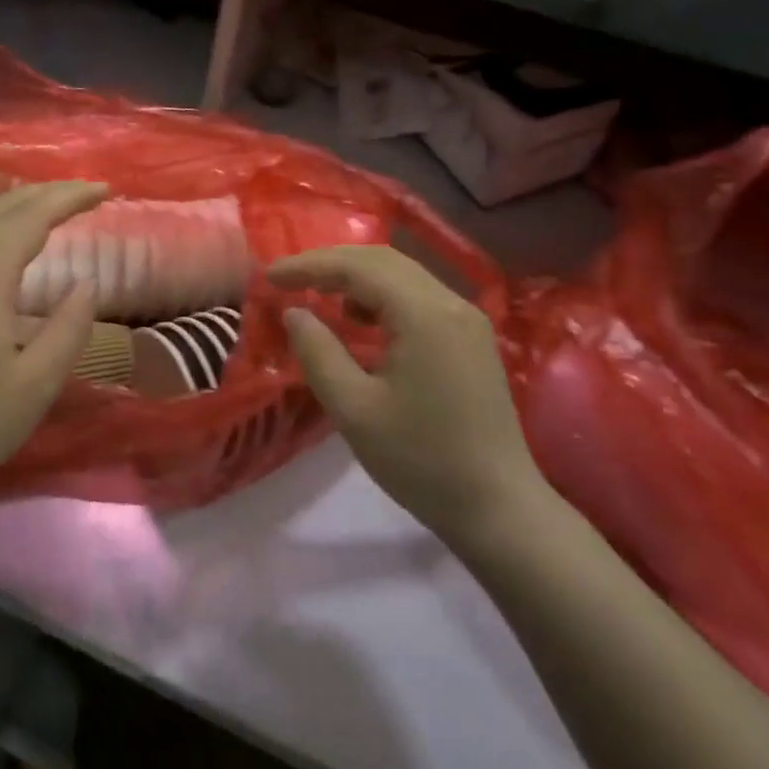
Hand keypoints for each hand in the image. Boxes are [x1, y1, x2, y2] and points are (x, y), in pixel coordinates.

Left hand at [0, 181, 106, 516]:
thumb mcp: (35, 386)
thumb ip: (68, 328)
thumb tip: (86, 283)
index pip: (29, 220)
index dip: (68, 199)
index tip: (104, 190)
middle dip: (44, 193)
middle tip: (84, 191)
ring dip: (14, 204)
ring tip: (49, 204)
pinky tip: (0, 238)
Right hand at [269, 245, 546, 540]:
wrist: (499, 508)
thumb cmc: (421, 461)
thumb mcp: (354, 410)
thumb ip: (318, 352)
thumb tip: (294, 312)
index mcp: (424, 314)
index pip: (357, 267)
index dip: (309, 265)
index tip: (269, 276)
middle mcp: (450, 302)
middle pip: (382, 260)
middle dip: (331, 263)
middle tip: (288, 279)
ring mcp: (466, 318)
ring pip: (402, 275)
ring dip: (356, 277)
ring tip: (317, 295)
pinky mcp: (471, 337)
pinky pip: (418, 296)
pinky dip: (381, 295)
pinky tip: (359, 320)